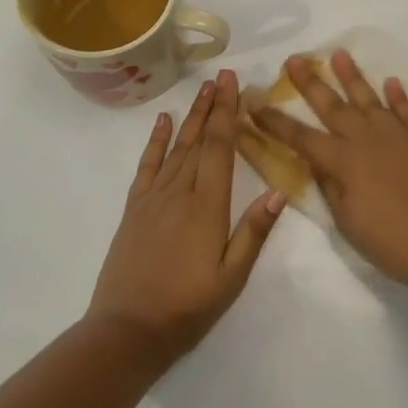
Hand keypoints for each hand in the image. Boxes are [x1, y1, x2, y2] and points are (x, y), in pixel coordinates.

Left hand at [88, 71, 285, 363]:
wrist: (127, 331)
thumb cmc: (187, 308)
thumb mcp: (231, 278)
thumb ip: (253, 233)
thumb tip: (280, 192)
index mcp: (207, 206)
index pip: (219, 148)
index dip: (227, 113)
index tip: (232, 83)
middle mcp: (180, 192)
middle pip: (199, 140)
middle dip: (212, 106)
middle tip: (221, 76)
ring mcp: (153, 198)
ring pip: (177, 147)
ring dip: (191, 117)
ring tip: (202, 90)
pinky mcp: (135, 209)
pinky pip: (148, 166)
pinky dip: (156, 141)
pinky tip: (163, 122)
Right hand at [254, 51, 407, 292]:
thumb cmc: (394, 243)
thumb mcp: (348, 222)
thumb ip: (331, 187)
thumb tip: (318, 163)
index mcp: (343, 162)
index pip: (300, 137)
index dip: (275, 122)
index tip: (255, 103)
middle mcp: (367, 139)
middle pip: (332, 106)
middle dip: (310, 82)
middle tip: (293, 60)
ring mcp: (398, 135)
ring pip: (369, 98)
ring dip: (352, 75)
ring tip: (338, 54)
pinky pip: (407, 110)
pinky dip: (398, 95)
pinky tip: (391, 81)